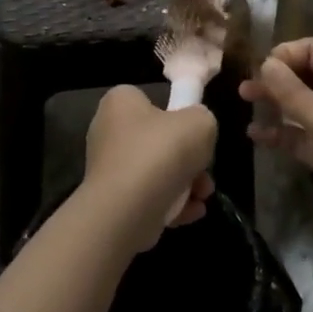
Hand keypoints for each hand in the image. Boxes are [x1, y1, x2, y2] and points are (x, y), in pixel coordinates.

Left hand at [83, 86, 216, 253]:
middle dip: (187, 158)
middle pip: (157, 139)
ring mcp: (108, 168)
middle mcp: (107, 131)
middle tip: (205, 170)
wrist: (126, 211)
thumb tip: (197, 130)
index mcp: (120, 102)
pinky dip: (171, 204)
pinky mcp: (112, 201)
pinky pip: (148, 197)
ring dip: (185, 183)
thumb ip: (202, 119)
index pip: (150, 100)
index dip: (176, 114)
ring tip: (203, 195)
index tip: (195, 132)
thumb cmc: (160, 153)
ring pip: (156, 171)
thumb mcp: (199, 122)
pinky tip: (192, 211)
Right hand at [240, 39, 312, 250]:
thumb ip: (290, 90)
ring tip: (245, 102)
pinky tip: (256, 135)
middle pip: (307, 74)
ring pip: (303, 103)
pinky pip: (303, 132)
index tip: (257, 69)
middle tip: (244, 87)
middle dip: (276, 78)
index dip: (285, 55)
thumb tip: (265, 63)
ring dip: (276, 103)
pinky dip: (282, 131)